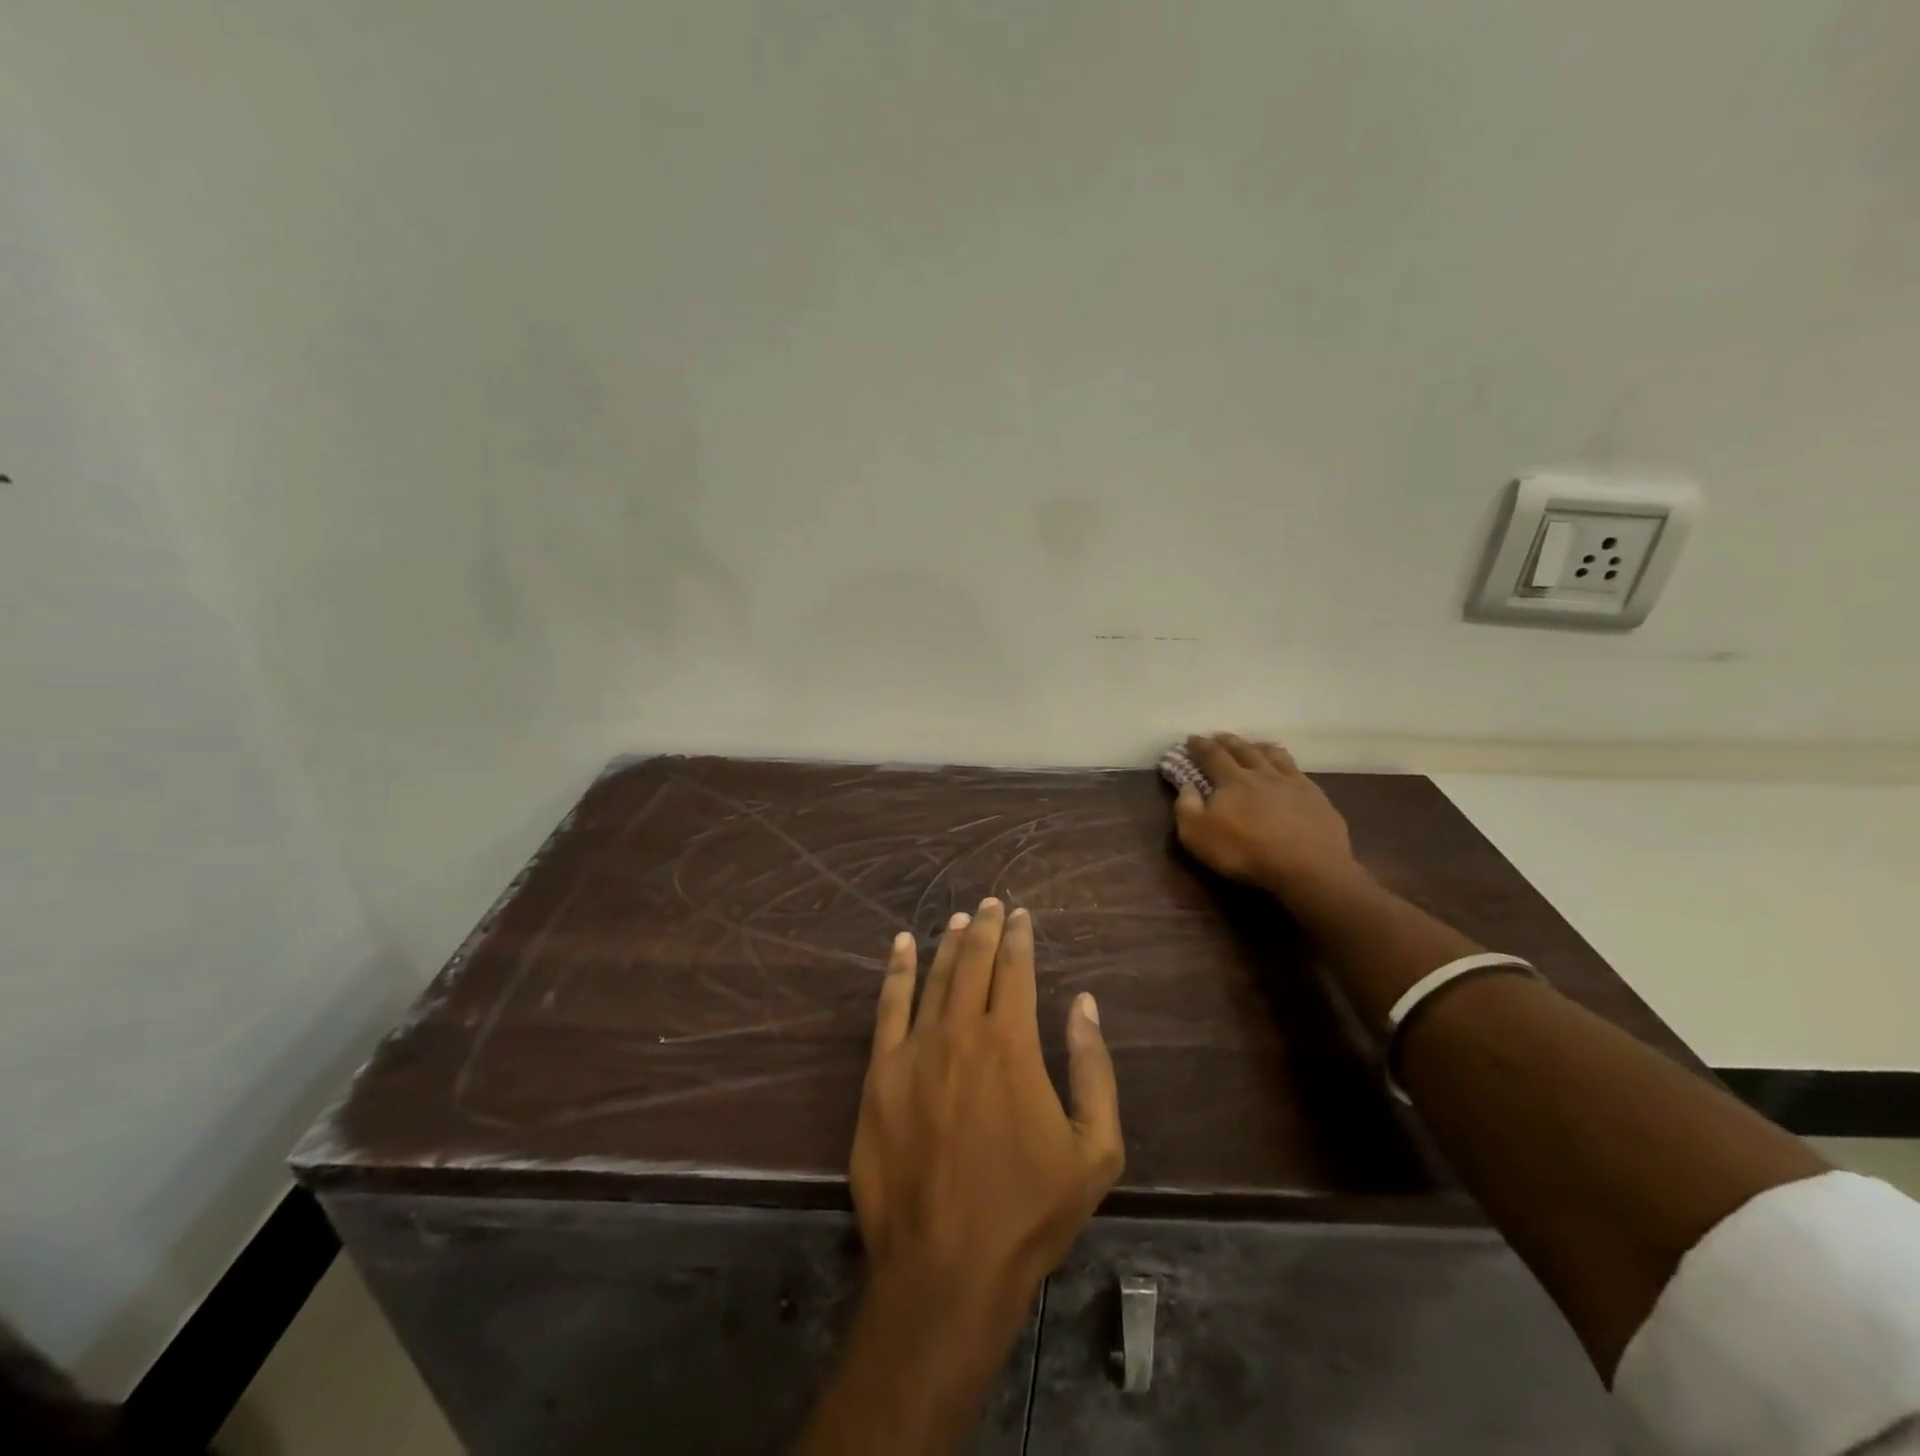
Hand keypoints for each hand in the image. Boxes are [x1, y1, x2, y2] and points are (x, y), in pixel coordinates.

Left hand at [851, 899, 1123, 1318]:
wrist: (945, 1264)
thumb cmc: (1028, 1210)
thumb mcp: (1094, 1149)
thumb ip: (1095, 1069)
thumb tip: (1084, 1004)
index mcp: (1011, 1044)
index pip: (1015, 970)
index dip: (1019, 937)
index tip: (1021, 915)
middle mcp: (960, 1031)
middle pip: (973, 963)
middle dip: (986, 928)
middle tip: (992, 904)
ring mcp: (914, 1049)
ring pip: (934, 978)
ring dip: (949, 943)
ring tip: (959, 919)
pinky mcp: (880, 1073)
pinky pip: (888, 1007)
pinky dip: (898, 970)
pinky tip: (903, 945)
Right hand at [1173, 733, 1361, 898]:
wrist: (1308, 868)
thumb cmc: (1245, 852)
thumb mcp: (1198, 835)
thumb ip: (1186, 807)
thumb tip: (1187, 786)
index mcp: (1232, 780)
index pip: (1212, 755)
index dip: (1200, 745)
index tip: (1191, 739)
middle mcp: (1262, 773)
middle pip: (1243, 749)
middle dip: (1228, 741)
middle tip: (1219, 736)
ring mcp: (1293, 783)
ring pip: (1274, 755)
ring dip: (1260, 747)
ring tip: (1254, 745)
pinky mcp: (1317, 798)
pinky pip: (1299, 772)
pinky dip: (1288, 765)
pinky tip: (1289, 771)